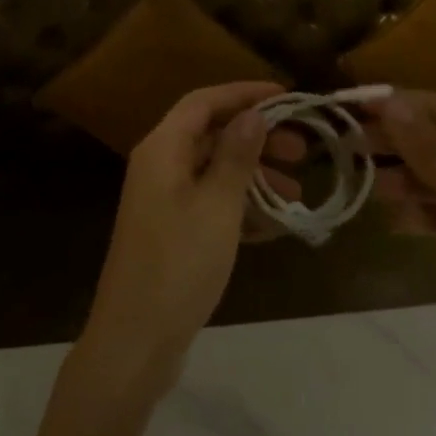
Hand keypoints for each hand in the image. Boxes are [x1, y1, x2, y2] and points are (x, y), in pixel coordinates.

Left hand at [80, 82, 289, 393]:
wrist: (135, 342)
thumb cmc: (179, 265)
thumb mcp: (217, 206)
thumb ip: (236, 156)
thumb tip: (253, 114)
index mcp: (162, 150)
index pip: (203, 101)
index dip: (244, 94)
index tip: (287, 97)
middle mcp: (159, 167)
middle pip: (210, 134)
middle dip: (256, 137)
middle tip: (301, 151)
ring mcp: (163, 202)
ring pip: (214, 171)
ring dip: (254, 175)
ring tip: (296, 191)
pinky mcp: (171, 233)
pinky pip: (211, 204)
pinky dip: (241, 206)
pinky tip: (274, 225)